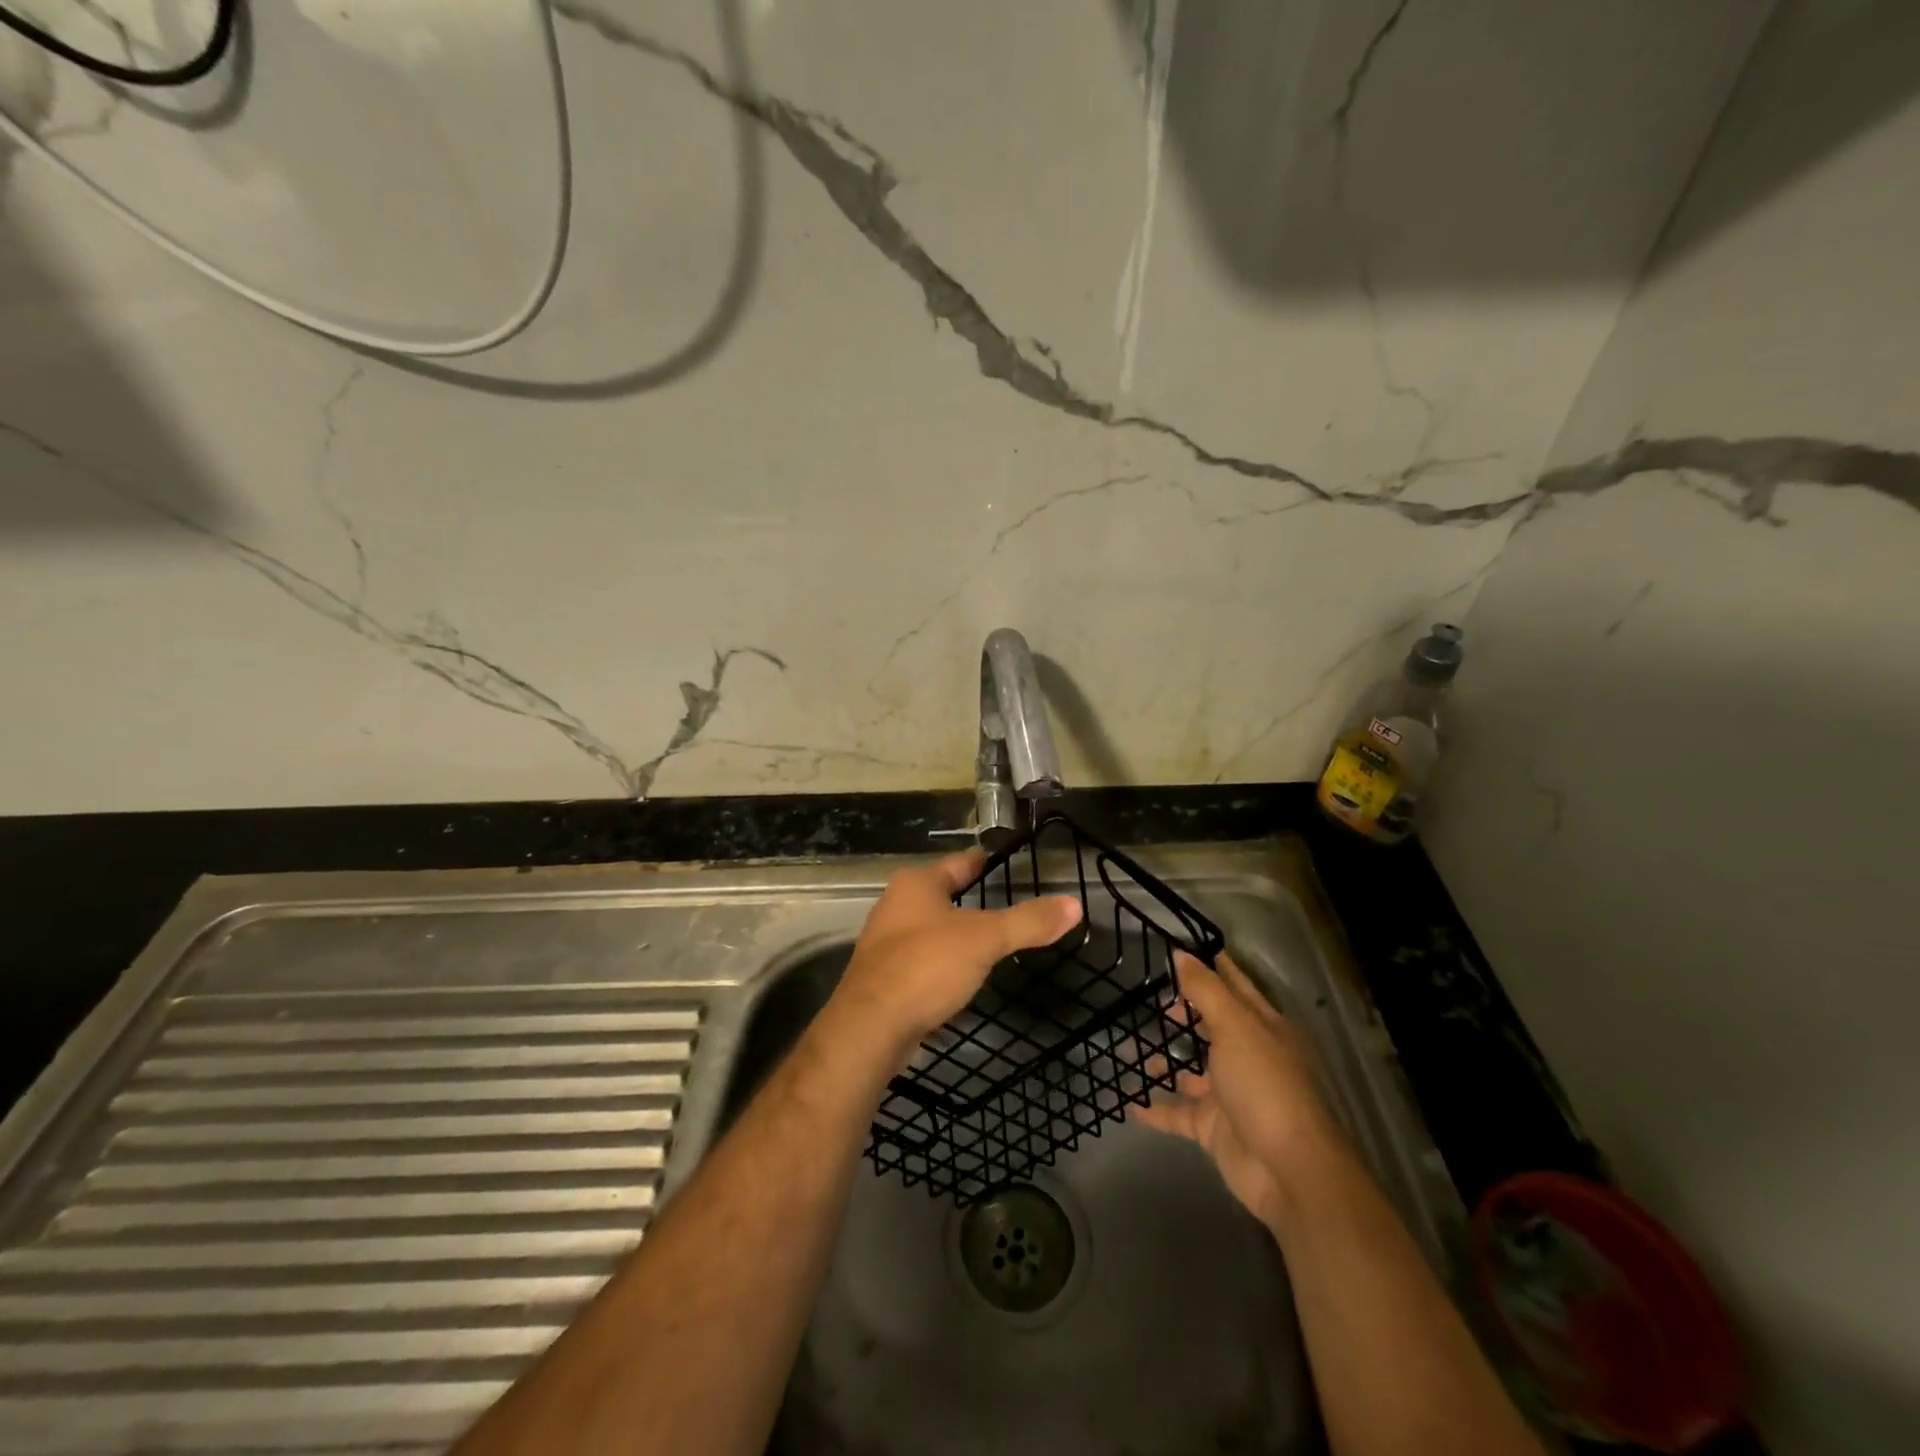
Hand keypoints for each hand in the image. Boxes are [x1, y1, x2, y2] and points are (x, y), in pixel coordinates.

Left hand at [828, 848, 1082, 1062]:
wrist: (870, 1027)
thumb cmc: (926, 966)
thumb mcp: (985, 940)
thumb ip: (1029, 922)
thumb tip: (1075, 905)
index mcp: (917, 884)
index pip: (960, 863)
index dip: (985, 862)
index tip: (1006, 860)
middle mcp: (896, 905)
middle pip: (942, 893)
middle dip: (970, 898)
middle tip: (1006, 902)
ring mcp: (886, 942)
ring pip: (930, 928)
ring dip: (955, 932)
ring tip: (987, 939)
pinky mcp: (883, 976)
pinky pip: (921, 959)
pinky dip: (942, 962)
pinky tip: (959, 976)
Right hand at [1138, 951, 1344, 1228]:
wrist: (1288, 1170)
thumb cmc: (1264, 1085)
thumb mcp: (1235, 1026)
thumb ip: (1205, 990)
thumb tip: (1180, 953)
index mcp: (1263, 1027)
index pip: (1236, 986)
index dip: (1214, 966)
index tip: (1183, 948)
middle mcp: (1248, 1056)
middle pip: (1211, 1027)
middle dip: (1182, 1014)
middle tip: (1148, 1000)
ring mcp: (1230, 1094)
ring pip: (1190, 1070)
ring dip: (1162, 1060)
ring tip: (1126, 1047)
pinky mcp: (1214, 1127)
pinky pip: (1178, 1113)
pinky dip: (1155, 1108)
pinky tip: (1129, 1100)